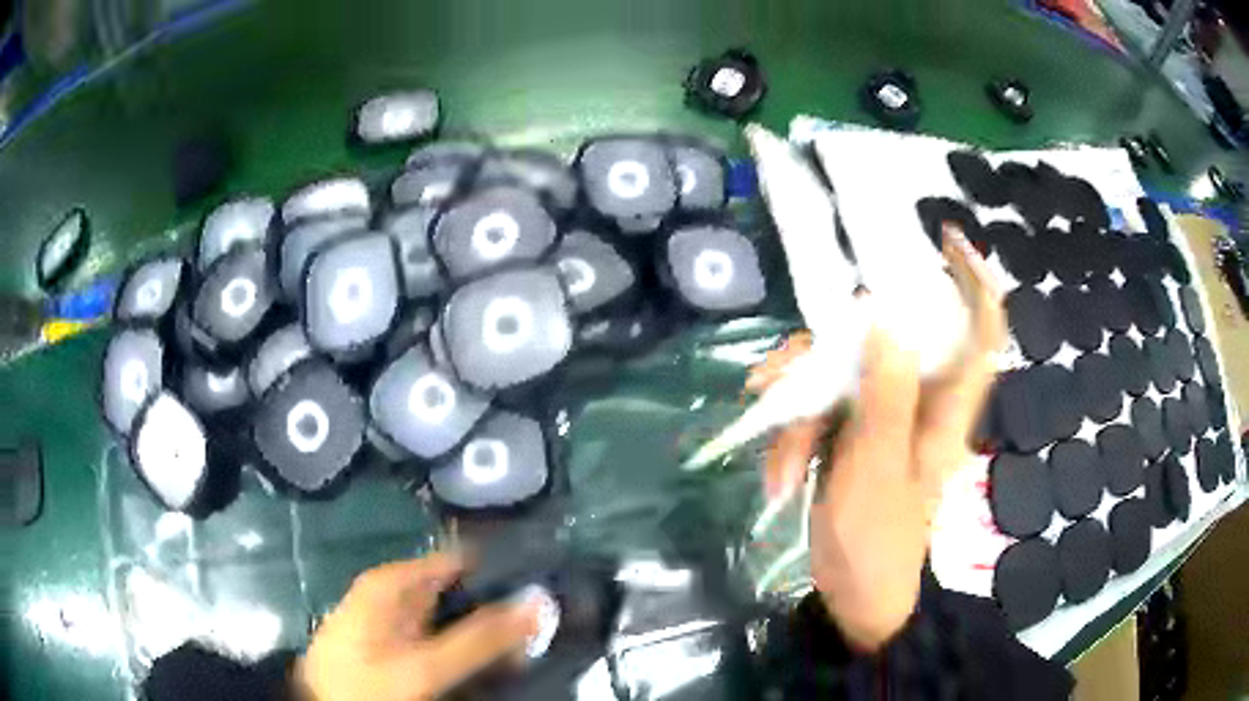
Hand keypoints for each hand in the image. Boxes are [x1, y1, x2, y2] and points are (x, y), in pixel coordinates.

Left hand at [295, 552, 541, 700]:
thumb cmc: (366, 682)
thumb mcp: (424, 666)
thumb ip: (480, 638)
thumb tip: (538, 602)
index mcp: (394, 582)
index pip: (461, 559)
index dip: (504, 569)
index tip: (546, 585)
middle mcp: (397, 593)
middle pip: (462, 589)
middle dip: (502, 605)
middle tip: (547, 625)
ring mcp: (397, 620)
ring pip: (457, 616)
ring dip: (490, 630)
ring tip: (532, 644)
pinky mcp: (399, 644)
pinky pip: (445, 638)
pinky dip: (471, 647)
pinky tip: (497, 661)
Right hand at [751, 225, 1004, 651]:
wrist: (856, 598)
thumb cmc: (878, 542)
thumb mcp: (877, 467)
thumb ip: (885, 391)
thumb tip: (885, 311)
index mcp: (945, 406)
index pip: (981, 329)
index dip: (974, 280)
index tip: (946, 239)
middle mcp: (918, 398)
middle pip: (882, 342)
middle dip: (825, 355)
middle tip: (779, 374)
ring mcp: (882, 415)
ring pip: (837, 374)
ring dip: (796, 409)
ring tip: (775, 457)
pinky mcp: (852, 433)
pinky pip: (819, 409)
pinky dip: (792, 436)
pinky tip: (777, 474)